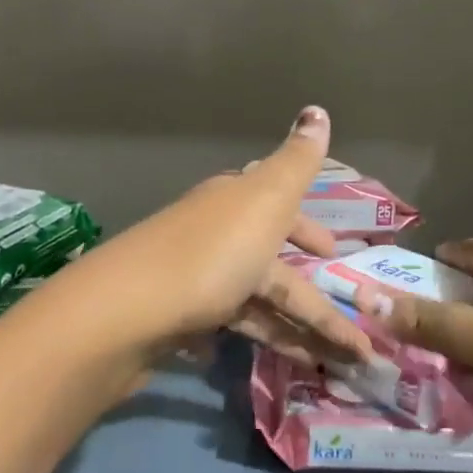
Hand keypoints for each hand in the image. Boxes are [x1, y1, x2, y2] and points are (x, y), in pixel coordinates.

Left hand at [47, 106, 371, 367]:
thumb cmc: (209, 253)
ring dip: (294, 332)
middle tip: (347, 327)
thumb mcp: (264, 199)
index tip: (332, 253)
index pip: (279, 211)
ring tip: (333, 363)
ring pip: (257, 305)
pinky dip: (252, 341)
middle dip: (312, 297)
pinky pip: (227, 330)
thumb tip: (317, 109)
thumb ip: (296, 162)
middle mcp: (214, 237)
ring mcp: (194, 282)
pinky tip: (270, 363)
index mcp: (234, 205)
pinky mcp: (178, 323)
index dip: (307, 230)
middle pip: (273, 267)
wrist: (125, 313)